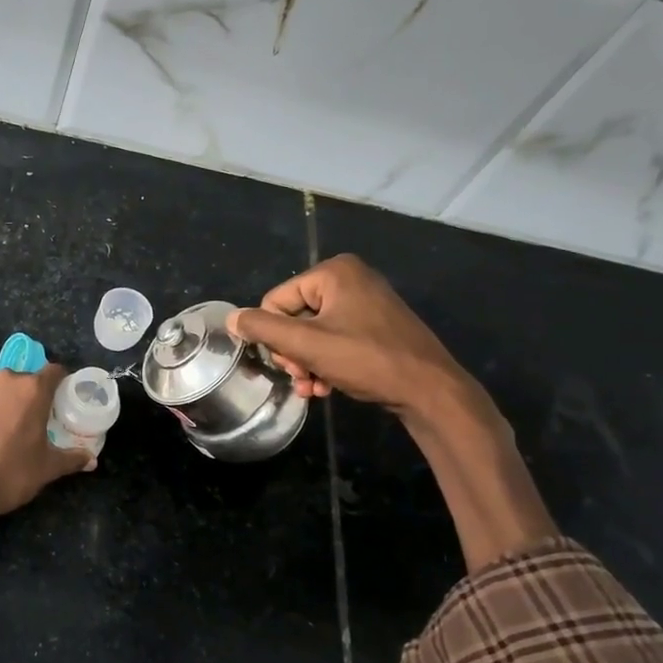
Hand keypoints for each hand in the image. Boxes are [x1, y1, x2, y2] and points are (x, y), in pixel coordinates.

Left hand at [0, 366, 91, 544]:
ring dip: (11, 402)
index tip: (65, 399)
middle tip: (41, 419)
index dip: (62, 382)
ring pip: (3, 390)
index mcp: (32, 390)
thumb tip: (92, 460)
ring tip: (13, 429)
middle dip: (35, 395)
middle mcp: (6, 382)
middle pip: (27, 380)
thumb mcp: (48, 468)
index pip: (54, 371)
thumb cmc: (12, 472)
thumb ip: (72, 458)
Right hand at [235, 256, 555, 568]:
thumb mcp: (307, 345)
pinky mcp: (376, 325)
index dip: (275, 336)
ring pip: (313, 333)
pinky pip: (335, 339)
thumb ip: (263, 329)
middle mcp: (350, 278)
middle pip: (294, 317)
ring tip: (314, 389)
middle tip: (303, 378)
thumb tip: (231, 319)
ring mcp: (366, 301)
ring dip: (306, 363)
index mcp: (333, 272)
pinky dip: (326, 362)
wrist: (431, 390)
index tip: (291, 365)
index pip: (276, 300)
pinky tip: (328, 387)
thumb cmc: (367, 360)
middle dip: (293, 353)